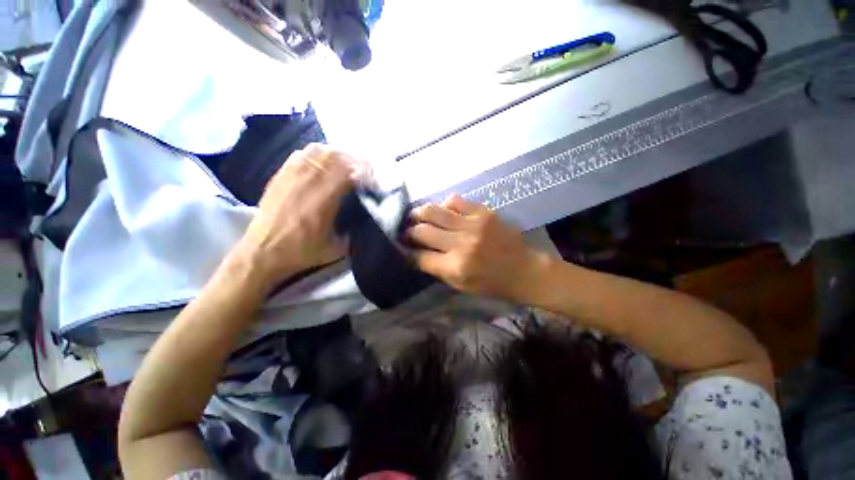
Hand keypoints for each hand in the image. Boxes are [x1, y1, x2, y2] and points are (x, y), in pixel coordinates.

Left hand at [237, 144, 365, 286]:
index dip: (366, 173)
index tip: (374, 182)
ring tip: (349, 166)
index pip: (350, 172)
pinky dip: (321, 154)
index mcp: (324, 200)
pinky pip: (304, 153)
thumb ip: (354, 232)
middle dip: (357, 161)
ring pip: (321, 150)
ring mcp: (293, 174)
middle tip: (366, 172)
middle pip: (338, 156)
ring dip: (340, 155)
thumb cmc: (301, 252)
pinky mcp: (282, 173)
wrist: (263, 251)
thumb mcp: (336, 249)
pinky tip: (327, 164)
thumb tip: (368, 217)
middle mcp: (309, 181)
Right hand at [407, 195, 547, 301]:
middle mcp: (461, 244)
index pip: (420, 257)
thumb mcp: (460, 285)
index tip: (403, 248)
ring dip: (420, 214)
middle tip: (406, 232)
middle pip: (422, 231)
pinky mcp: (483, 212)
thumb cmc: (491, 283)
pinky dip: (444, 205)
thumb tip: (415, 254)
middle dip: (408, 232)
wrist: (524, 270)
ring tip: (417, 217)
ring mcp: (472, 224)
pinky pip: (454, 200)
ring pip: (433, 211)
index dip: (407, 253)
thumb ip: (436, 269)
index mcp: (455, 267)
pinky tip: (444, 211)